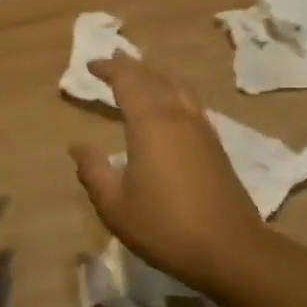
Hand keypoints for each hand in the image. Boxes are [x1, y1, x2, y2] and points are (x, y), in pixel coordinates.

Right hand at [68, 58, 266, 290]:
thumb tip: (78, 147)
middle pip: (154, 77)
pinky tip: (170, 105)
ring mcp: (201, 128)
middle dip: (131, 66)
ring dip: (155, 75)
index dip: (109, 69)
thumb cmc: (164, 226)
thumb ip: (93, 171)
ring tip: (141, 74)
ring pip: (177, 86)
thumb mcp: (115, 204)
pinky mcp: (215, 144)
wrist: (229, 248)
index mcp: (150, 123)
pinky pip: (190, 101)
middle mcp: (178, 115)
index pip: (127, 81)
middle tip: (113, 59)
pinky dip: (173, 91)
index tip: (91, 65)